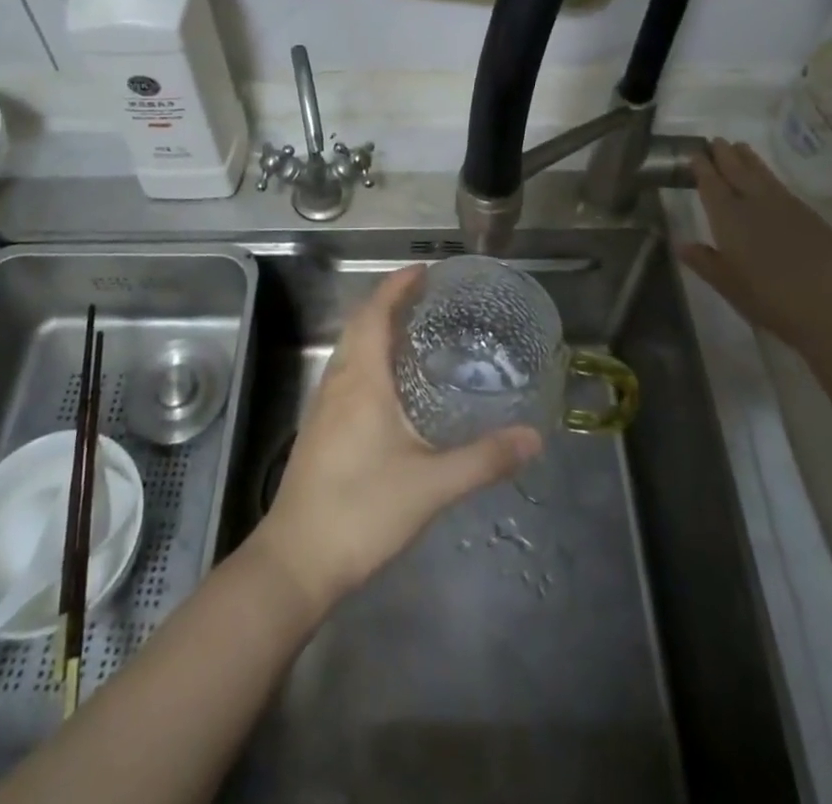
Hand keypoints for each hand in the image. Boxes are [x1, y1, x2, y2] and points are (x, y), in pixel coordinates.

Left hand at [250, 266, 542, 610]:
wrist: (297, 560)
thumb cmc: (362, 510)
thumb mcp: (432, 485)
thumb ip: (484, 459)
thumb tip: (534, 437)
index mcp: (361, 379)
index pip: (375, 313)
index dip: (397, 285)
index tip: (424, 270)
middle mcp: (338, 382)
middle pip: (359, 325)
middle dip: (389, 302)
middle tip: (427, 297)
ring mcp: (323, 406)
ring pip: (350, 350)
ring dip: (376, 330)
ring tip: (414, 332)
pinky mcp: (319, 430)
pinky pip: (346, 373)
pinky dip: (369, 358)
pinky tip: (391, 387)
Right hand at [677, 139, 831, 357]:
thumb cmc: (770, 300)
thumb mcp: (728, 286)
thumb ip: (705, 262)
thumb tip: (681, 244)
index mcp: (728, 219)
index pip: (711, 185)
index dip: (701, 168)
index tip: (694, 154)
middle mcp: (755, 204)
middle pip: (737, 171)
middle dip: (724, 155)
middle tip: (716, 141)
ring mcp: (786, 206)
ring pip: (762, 174)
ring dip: (749, 159)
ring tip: (740, 147)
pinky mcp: (810, 215)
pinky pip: (782, 187)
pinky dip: (769, 177)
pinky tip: (769, 180)